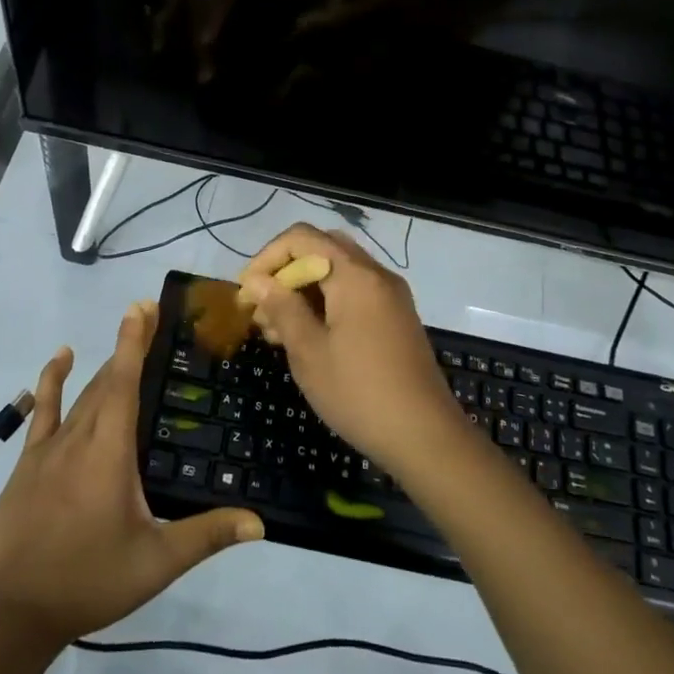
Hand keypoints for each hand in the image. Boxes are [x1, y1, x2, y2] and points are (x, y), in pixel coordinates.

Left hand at [0, 302, 264, 647]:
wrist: (13, 614)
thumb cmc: (89, 580)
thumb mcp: (156, 562)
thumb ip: (206, 535)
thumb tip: (259, 522)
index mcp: (110, 451)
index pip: (124, 383)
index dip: (134, 342)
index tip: (142, 307)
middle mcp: (79, 438)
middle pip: (105, 380)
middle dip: (127, 346)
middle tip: (147, 316)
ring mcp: (47, 449)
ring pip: (80, 395)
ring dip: (102, 365)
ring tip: (123, 338)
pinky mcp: (27, 464)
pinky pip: (42, 412)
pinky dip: (51, 382)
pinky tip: (60, 360)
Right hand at [238, 225, 464, 479]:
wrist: (425, 436)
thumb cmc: (359, 392)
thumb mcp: (309, 352)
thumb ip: (282, 308)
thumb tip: (257, 281)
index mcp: (355, 274)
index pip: (302, 237)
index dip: (267, 258)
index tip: (248, 293)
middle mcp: (376, 274)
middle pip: (322, 249)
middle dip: (286, 272)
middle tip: (263, 308)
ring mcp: (391, 296)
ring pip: (338, 272)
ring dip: (304, 290)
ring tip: (278, 331)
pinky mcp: (396, 318)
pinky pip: (355, 292)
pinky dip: (327, 303)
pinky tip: (309, 337)